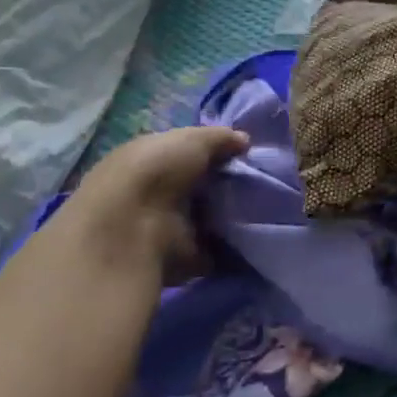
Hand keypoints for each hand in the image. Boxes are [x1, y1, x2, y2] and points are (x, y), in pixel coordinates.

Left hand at [51, 126, 248, 281]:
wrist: (132, 230)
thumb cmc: (155, 173)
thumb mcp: (192, 140)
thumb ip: (220, 138)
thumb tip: (244, 140)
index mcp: (151, 160)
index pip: (188, 155)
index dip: (216, 154)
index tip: (247, 156)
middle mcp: (157, 193)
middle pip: (201, 188)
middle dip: (228, 187)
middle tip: (261, 184)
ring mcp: (168, 228)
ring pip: (209, 219)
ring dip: (232, 218)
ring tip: (265, 210)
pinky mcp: (182, 259)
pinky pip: (216, 252)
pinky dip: (235, 250)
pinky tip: (257, 239)